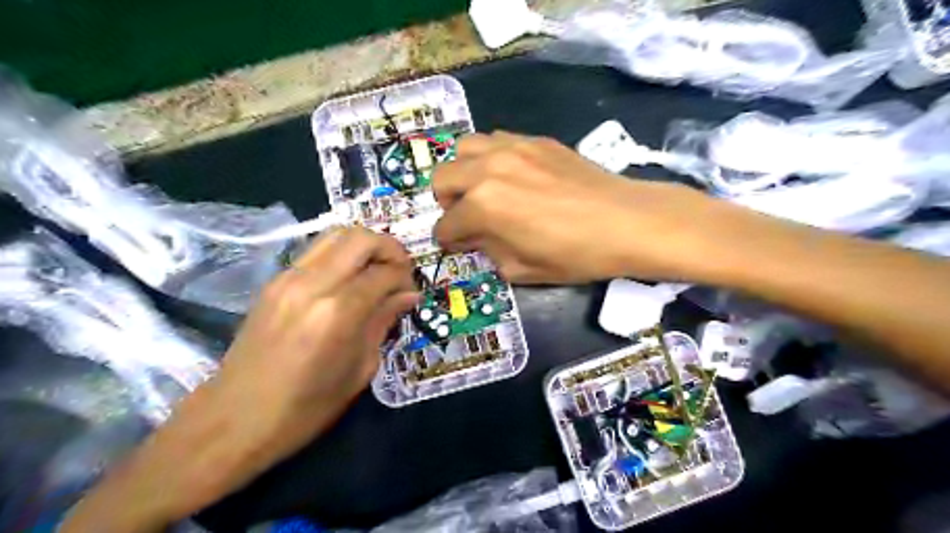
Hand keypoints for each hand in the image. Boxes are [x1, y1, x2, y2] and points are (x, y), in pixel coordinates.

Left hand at [218, 225, 419, 458]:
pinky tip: (349, 280)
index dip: (405, 279)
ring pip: (335, 235)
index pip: (384, 273)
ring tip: (376, 270)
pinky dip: (341, 256)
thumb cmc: (305, 409)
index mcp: (337, 313)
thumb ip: (383, 322)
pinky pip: (316, 252)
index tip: (411, 294)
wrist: (232, 421)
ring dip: (364, 246)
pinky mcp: (273, 282)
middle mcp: (312, 285)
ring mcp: (287, 278)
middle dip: (389, 249)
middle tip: (399, 271)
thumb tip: (407, 296)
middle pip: (360, 238)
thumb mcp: (359, 370)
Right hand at [433, 130, 723, 284]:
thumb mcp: (521, 268)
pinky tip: (509, 174)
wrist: (625, 221)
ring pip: (464, 148)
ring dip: (464, 172)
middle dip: (446, 202)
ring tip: (482, 189)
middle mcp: (488, 169)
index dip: (447, 239)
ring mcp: (512, 147)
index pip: (446, 224)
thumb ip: (488, 250)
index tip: (457, 245)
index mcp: (482, 205)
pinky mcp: (535, 140)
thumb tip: (475, 237)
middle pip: (442, 177)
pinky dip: (490, 157)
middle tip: (466, 216)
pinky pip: (495, 139)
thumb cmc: (574, 254)